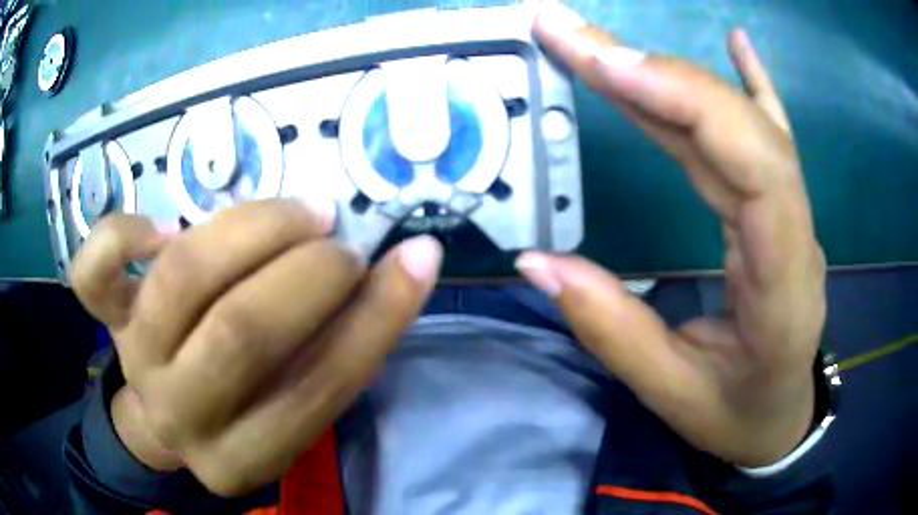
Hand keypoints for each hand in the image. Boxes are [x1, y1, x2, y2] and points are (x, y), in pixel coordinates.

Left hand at [71, 199, 442, 495]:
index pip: (320, 388)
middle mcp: (183, 416)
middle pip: (241, 333)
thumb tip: (408, 264)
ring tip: (296, 213)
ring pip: (180, 280)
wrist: (169, 415)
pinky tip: (167, 228)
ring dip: (249, 230)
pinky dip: (122, 233)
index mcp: (245, 456)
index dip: (378, 317)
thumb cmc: (243, 408)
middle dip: (308, 272)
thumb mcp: (297, 403)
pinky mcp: (107, 319)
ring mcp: (135, 360)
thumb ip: (342, 343)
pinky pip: (93, 272)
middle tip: (339, 239)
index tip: (416, 257)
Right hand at [518, 3, 825, 466]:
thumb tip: (537, 264)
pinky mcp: (781, 209)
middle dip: (654, 70)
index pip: (754, 169)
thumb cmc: (738, 414)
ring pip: (738, 124)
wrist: (782, 417)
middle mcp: (795, 234)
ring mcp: (792, 215)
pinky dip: (751, 79)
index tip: (605, 65)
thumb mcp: (674, 394)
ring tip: (598, 43)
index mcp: (783, 286)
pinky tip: (736, 41)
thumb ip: (613, 330)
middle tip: (569, 34)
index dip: (686, 103)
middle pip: (739, 129)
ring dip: (667, 74)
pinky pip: (770, 132)